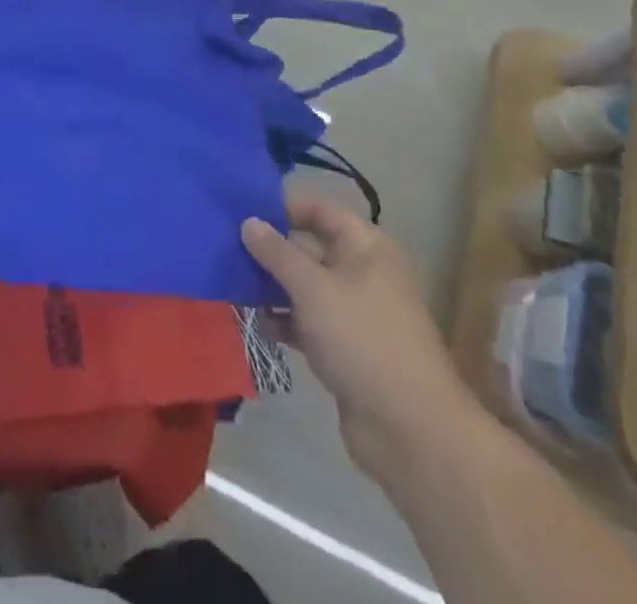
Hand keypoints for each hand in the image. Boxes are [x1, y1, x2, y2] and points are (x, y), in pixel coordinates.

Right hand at [243, 194, 479, 484]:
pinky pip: (306, 320)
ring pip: (304, 286)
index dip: (283, 207)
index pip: (319, 210)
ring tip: (232, 285)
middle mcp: (362, 272)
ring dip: (271, 286)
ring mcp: (354, 312)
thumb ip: (276, 252)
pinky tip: (256, 322)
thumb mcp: (312, 288)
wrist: (410, 430)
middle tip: (226, 247)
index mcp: (366, 247)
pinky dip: (283, 319)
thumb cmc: (362, 340)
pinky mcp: (345, 347)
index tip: (242, 210)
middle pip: (308, 247)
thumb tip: (248, 222)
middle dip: (270, 249)